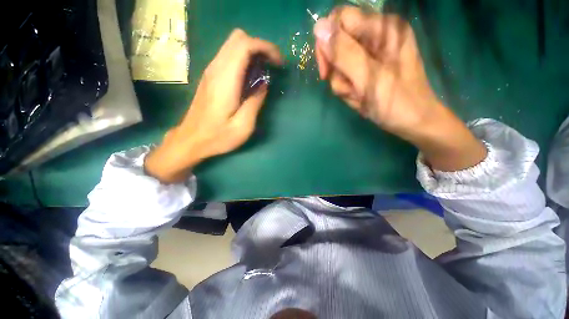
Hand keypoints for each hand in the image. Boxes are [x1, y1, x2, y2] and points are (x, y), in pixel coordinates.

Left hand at [145, 29, 281, 182]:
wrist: (191, 140)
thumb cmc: (218, 136)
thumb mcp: (243, 126)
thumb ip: (255, 102)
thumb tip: (264, 84)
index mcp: (225, 80)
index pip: (245, 45)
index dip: (265, 47)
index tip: (278, 62)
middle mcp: (216, 69)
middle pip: (238, 38)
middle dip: (260, 47)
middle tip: (272, 66)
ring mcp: (211, 71)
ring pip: (233, 44)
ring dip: (252, 52)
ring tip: (264, 71)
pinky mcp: (210, 76)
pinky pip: (228, 56)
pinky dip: (243, 59)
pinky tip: (250, 78)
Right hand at [314, 7, 485, 170]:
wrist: (412, 122)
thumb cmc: (395, 102)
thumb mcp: (368, 77)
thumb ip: (343, 53)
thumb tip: (318, 27)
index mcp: (382, 28)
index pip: (340, 19)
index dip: (327, 43)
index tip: (326, 71)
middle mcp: (376, 36)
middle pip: (338, 45)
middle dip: (338, 72)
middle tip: (351, 88)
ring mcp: (372, 54)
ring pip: (340, 65)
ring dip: (344, 85)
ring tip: (359, 96)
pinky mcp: (368, 69)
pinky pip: (346, 76)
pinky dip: (349, 90)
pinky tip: (361, 99)